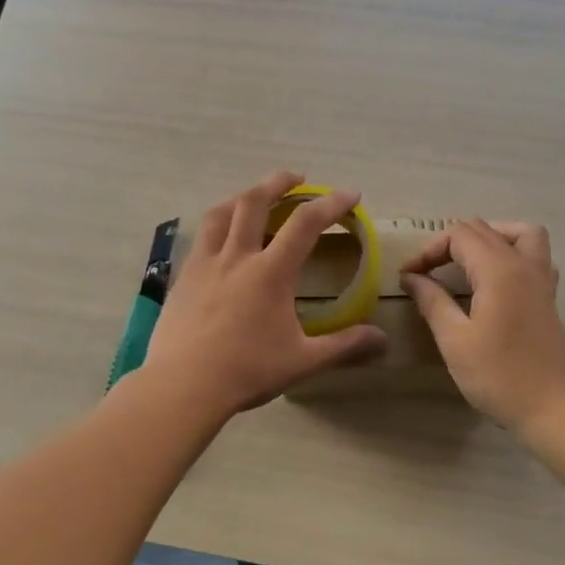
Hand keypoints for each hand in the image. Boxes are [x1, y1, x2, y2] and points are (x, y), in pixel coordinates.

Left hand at [145, 171, 388, 417]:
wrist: (183, 386)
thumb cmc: (247, 371)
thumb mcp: (303, 361)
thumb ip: (344, 346)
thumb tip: (383, 340)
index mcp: (271, 272)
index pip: (306, 223)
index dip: (331, 203)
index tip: (350, 195)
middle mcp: (237, 256)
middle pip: (255, 201)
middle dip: (279, 182)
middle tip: (296, 178)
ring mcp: (204, 264)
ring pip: (221, 213)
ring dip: (242, 197)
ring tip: (254, 197)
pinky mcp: (182, 277)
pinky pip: (201, 238)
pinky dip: (217, 225)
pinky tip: (221, 240)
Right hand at [401, 220, 564, 434]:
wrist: (553, 410)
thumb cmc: (499, 376)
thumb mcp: (455, 340)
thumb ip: (432, 301)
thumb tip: (412, 277)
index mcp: (499, 270)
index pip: (459, 235)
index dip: (428, 250)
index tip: (408, 277)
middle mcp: (524, 265)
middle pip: (485, 229)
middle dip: (450, 243)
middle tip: (427, 273)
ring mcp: (542, 280)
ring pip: (520, 233)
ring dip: (489, 238)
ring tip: (465, 262)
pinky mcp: (549, 298)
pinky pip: (534, 256)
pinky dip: (512, 254)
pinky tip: (495, 281)